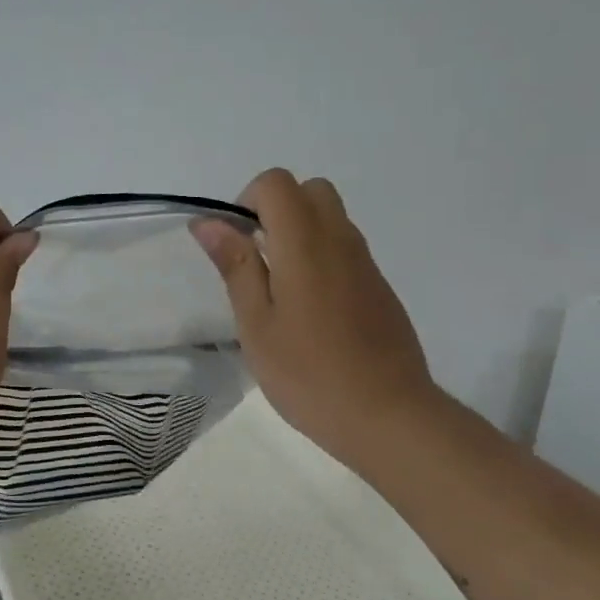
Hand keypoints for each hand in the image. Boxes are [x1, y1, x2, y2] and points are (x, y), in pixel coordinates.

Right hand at [191, 168, 441, 470]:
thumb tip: (210, 221)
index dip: (247, 201)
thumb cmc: (309, 374)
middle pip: (310, 191)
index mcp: (305, 243)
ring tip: (280, 291)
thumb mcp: (256, 324)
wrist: (389, 416)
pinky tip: (311, 311)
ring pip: (331, 218)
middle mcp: (341, 240)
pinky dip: (321, 257)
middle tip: (257, 261)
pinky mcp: (380, 287)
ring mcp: (366, 264)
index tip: (236, 245)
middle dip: (276, 210)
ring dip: (299, 233)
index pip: (276, 182)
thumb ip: (236, 266)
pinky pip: (346, 248)